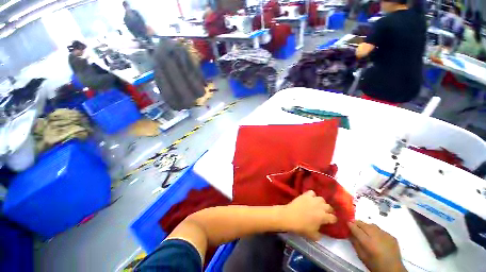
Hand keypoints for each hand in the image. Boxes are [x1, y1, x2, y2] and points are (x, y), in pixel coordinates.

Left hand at [282, 190, 336, 240]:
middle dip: (328, 211)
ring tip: (318, 205)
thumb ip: (320, 235)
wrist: (290, 216)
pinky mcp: (306, 195)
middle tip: (324, 214)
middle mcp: (321, 206)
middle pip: (329, 207)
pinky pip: (312, 192)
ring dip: (321, 203)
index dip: (332, 220)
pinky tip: (310, 198)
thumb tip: (321, 233)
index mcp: (324, 217)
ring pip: (321, 199)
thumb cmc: (302, 227)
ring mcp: (313, 199)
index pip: (333, 218)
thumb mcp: (313, 235)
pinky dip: (312, 195)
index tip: (330, 222)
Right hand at [348, 221, 406, 271]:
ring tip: (363, 229)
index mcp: (367, 242)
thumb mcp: (361, 256)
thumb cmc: (374, 264)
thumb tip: (349, 233)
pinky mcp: (391, 236)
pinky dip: (375, 230)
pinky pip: (380, 229)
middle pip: (363, 224)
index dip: (350, 224)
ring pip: (372, 225)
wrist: (393, 270)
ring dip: (366, 225)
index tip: (346, 222)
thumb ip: (355, 243)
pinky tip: (375, 236)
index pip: (355, 228)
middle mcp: (376, 236)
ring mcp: (385, 235)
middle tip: (353, 223)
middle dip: (357, 223)